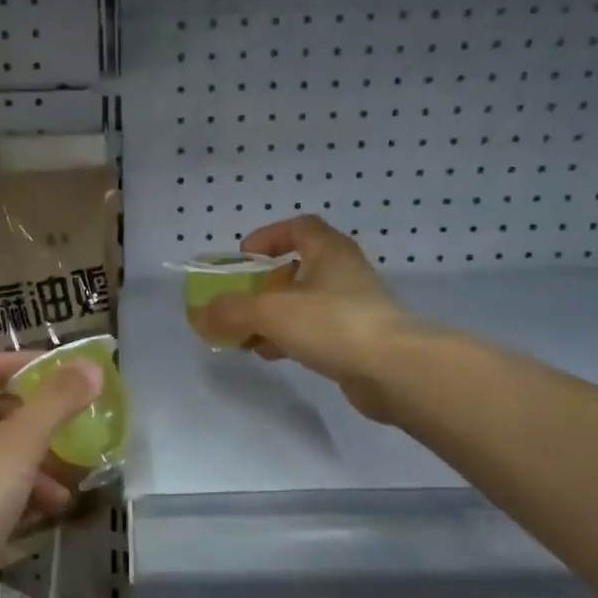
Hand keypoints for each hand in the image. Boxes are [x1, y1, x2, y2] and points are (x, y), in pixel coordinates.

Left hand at [0, 352, 100, 597]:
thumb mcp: (17, 444)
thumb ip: (56, 403)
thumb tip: (91, 365)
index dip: (28, 364)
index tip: (69, 371)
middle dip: (38, 422)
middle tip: (76, 426)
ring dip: (35, 464)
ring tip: (69, 482)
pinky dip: (22, 495)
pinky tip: (50, 510)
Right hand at [202, 215, 417, 423]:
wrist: (394, 370)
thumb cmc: (332, 324)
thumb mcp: (271, 311)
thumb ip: (231, 311)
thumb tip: (203, 315)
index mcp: (329, 251)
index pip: (299, 227)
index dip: (269, 236)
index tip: (244, 256)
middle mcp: (344, 273)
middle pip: (298, 269)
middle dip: (264, 286)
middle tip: (240, 302)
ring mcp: (353, 308)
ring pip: (304, 304)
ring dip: (274, 316)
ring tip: (248, 336)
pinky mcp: (356, 340)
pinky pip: (315, 331)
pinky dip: (291, 338)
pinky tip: (273, 354)